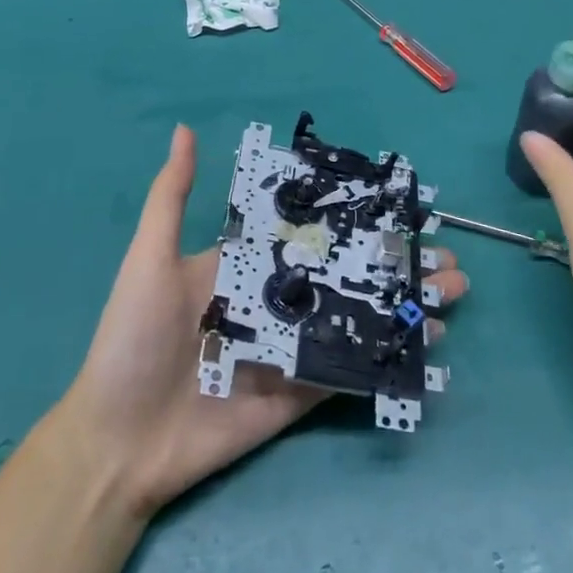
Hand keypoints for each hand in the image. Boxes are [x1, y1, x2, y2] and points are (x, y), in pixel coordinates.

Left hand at [59, 125, 469, 517]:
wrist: (118, 443)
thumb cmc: (133, 339)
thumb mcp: (150, 258)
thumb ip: (172, 196)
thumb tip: (185, 129)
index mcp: (247, 263)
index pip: (311, 231)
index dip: (355, 216)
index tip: (401, 205)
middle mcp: (276, 299)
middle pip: (347, 271)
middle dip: (395, 262)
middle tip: (445, 255)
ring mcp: (292, 347)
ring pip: (359, 315)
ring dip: (405, 303)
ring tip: (453, 290)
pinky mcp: (299, 392)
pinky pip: (349, 368)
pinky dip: (389, 354)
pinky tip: (429, 341)